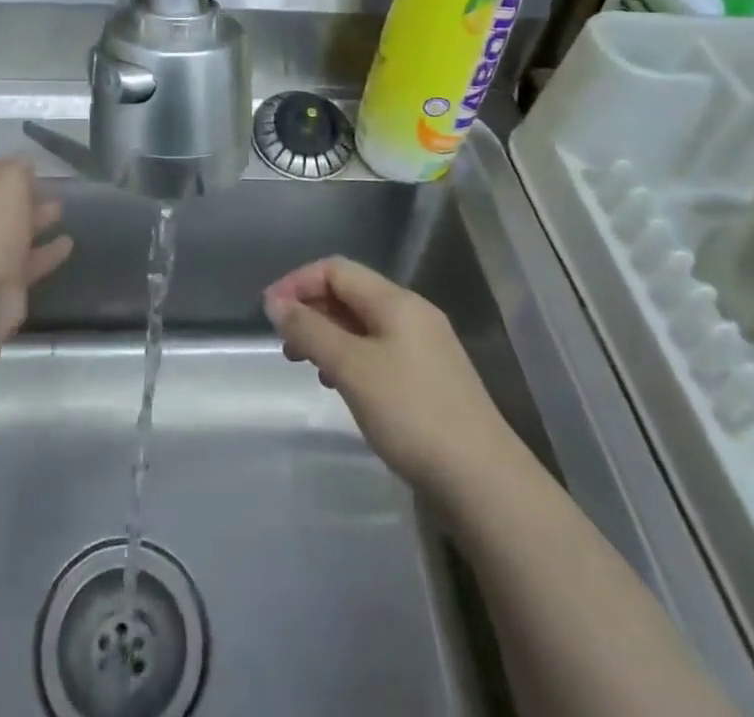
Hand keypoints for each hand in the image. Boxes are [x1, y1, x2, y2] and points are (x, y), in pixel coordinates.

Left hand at [0, 158, 71, 340]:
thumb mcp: (8, 183)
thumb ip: (18, 169)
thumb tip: (24, 163)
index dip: (8, 166)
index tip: (32, 162)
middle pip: (4, 205)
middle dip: (25, 195)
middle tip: (52, 187)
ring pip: (18, 232)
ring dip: (38, 221)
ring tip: (62, 210)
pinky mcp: (8, 283)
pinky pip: (32, 262)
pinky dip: (50, 252)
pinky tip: (69, 244)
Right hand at [264, 257, 514, 500]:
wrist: (483, 482)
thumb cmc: (411, 414)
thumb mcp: (351, 367)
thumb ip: (310, 330)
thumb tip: (275, 301)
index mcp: (396, 301)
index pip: (337, 270)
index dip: (298, 282)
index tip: (269, 312)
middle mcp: (413, 314)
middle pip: (351, 294)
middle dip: (311, 309)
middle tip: (284, 342)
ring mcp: (425, 347)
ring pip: (363, 324)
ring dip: (328, 335)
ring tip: (305, 364)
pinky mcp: (430, 380)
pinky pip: (379, 351)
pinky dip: (351, 358)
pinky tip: (341, 386)